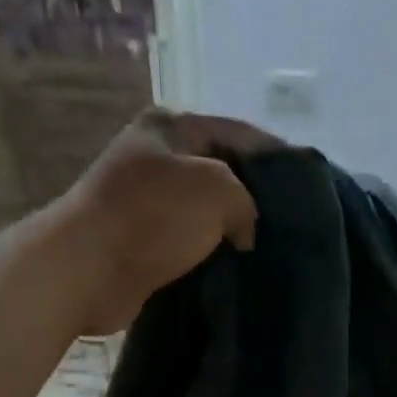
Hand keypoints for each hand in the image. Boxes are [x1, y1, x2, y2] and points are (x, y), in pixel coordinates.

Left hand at [63, 108, 283, 335]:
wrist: (87, 268)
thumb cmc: (152, 216)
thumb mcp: (216, 188)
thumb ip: (246, 199)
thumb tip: (244, 229)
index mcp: (172, 127)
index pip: (239, 132)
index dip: (277, 156)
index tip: (308, 185)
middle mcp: (158, 158)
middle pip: (222, 172)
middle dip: (254, 198)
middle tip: (290, 225)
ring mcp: (147, 202)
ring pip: (205, 212)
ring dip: (231, 231)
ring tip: (267, 251)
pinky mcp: (142, 242)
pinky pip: (189, 243)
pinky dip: (210, 254)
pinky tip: (234, 269)